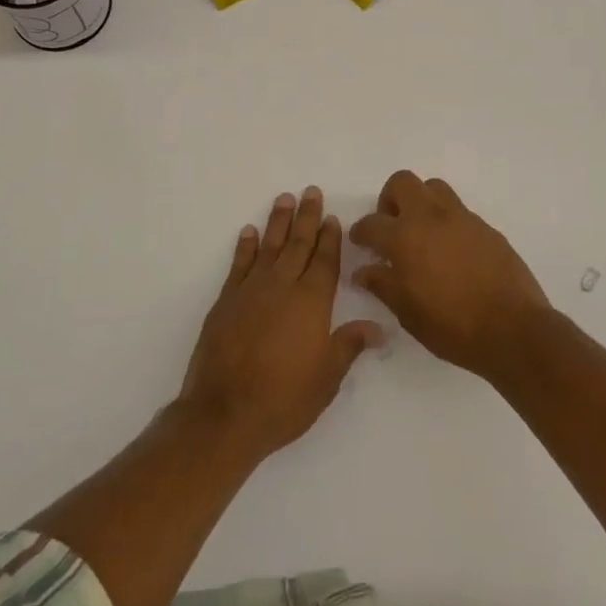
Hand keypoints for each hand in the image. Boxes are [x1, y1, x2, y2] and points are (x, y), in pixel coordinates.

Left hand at [178, 187, 382, 460]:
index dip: (330, 238)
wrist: (225, 413)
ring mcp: (251, 290)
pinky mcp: (226, 300)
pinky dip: (244, 246)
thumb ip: (350, 345)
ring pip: (269, 247)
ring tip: (284, 199)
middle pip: (298, 244)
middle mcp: (283, 286)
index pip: (325, 261)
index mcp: (311, 302)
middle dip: (307, 217)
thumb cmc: (284, 399)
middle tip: (311, 192)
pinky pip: (239, 264)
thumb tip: (380, 327)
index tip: (332, 216)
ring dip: (278, 222)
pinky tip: (248, 232)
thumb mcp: (327, 378)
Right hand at [349, 171, 550, 378]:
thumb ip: (382, 285)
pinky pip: (459, 210)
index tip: (360, 241)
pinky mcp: (486, 227)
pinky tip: (451, 250)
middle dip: (390, 200)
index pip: (372, 223)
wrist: (513, 329)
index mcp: (404, 237)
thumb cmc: (452, 326)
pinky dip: (447, 221)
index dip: (360, 231)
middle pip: (402, 182)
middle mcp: (430, 217)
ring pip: (433, 187)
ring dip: (421, 202)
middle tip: (391, 227)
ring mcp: (461, 218)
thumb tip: (362, 272)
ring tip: (421, 232)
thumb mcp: (407, 312)